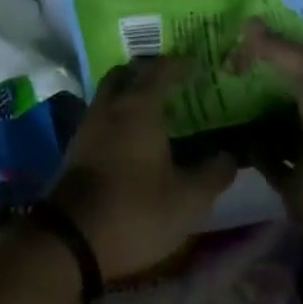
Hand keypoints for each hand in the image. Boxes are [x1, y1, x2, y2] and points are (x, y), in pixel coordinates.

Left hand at [49, 58, 236, 281]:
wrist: (71, 239)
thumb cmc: (135, 210)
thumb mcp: (187, 200)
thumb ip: (213, 174)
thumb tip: (230, 155)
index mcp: (140, 106)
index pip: (160, 70)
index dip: (179, 64)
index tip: (196, 65)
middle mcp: (111, 106)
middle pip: (127, 73)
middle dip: (148, 71)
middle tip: (170, 81)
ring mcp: (88, 125)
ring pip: (110, 93)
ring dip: (129, 92)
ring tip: (152, 109)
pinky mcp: (75, 148)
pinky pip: (100, 115)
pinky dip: (117, 115)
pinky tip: (130, 136)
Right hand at [233, 21, 302, 232]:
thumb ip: (280, 49)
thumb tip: (247, 22)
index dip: (278, 51)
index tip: (245, 42)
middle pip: (287, 96)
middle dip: (259, 83)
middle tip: (223, 67)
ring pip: (274, 128)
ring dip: (250, 116)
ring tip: (216, 97)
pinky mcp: (294, 182)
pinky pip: (265, 160)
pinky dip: (247, 149)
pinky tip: (224, 132)